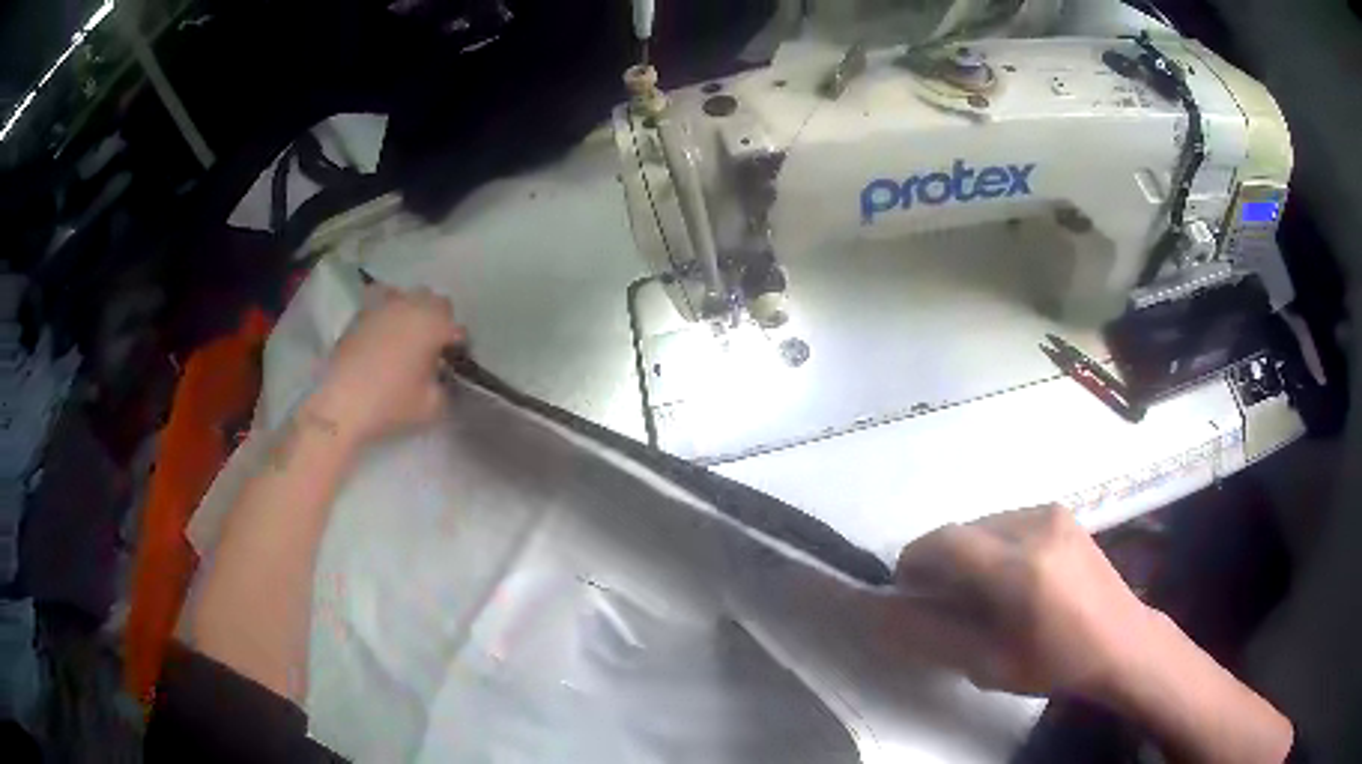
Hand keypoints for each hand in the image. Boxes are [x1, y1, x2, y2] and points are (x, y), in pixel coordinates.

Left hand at [306, 285, 464, 444]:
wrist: (340, 403)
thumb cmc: (390, 403)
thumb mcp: (431, 405)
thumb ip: (444, 387)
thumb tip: (440, 377)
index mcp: (434, 323)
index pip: (458, 330)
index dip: (458, 349)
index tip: (452, 366)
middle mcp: (411, 305)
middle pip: (436, 303)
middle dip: (439, 321)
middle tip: (432, 349)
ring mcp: (383, 305)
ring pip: (408, 297)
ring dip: (413, 312)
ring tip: (406, 337)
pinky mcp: (360, 313)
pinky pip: (381, 303)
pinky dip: (387, 313)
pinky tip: (383, 335)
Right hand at [887, 505, 1157, 697]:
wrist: (1120, 641)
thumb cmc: (1055, 663)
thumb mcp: (988, 664)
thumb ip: (932, 634)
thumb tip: (885, 610)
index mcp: (1019, 568)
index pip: (945, 543)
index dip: (914, 562)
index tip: (907, 591)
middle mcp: (1035, 525)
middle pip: (962, 529)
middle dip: (940, 560)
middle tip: (942, 600)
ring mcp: (1051, 513)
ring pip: (983, 522)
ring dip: (966, 551)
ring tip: (977, 591)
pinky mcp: (1061, 512)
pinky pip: (1007, 520)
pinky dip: (991, 544)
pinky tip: (1007, 576)